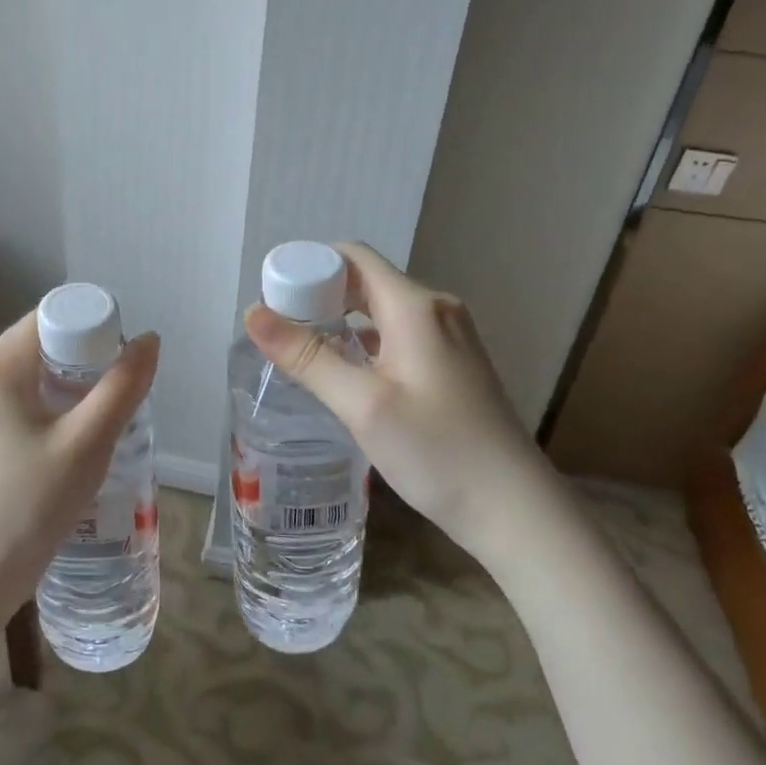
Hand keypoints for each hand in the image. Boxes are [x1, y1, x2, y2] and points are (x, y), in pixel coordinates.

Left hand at [0, 310, 159, 622]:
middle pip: (42, 347)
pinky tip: (75, 447)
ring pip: (33, 380)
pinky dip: (52, 413)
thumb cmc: (27, 507)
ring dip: (72, 391)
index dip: (94, 327)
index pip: (50, 317)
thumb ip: (122, 388)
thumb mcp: (86, 445)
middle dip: (88, 362)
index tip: (126, 361)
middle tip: (124, 394)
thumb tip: (149, 340)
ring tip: (107, 422)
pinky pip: (20, 408)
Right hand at [243, 242, 554, 547]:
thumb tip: (252, 313)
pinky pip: (397, 335)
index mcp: (415, 306)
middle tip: (278, 327)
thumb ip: (307, 356)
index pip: (354, 256)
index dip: (310, 265)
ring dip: (340, 320)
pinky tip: (343, 371)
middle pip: (366, 281)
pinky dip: (364, 341)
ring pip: (381, 310)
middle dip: (319, 295)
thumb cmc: (437, 451)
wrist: (513, 508)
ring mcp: (448, 337)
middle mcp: (435, 309)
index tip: (273, 294)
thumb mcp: (363, 404)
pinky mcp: (452, 364)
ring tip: (300, 349)